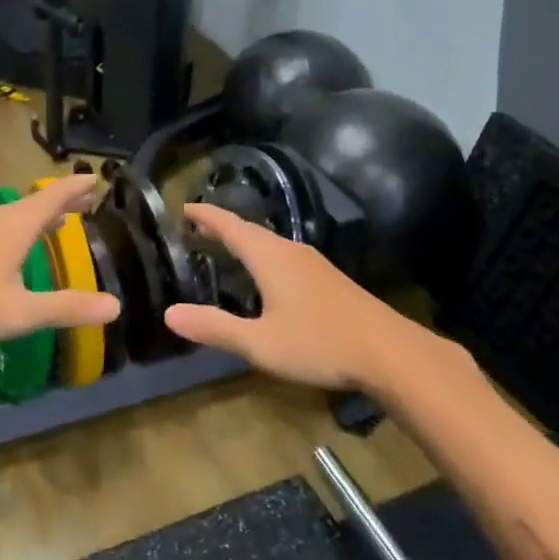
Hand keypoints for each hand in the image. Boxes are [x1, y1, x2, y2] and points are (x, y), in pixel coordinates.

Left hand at [0, 174, 119, 350]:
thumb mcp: (20, 313)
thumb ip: (67, 308)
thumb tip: (115, 306)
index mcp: (16, 226)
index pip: (55, 195)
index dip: (77, 186)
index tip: (96, 178)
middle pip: (35, 201)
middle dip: (63, 201)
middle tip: (87, 201)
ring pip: (15, 213)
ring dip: (39, 214)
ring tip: (57, 221)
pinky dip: (19, 226)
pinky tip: (13, 246)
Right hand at [163, 204, 410, 390]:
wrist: (389, 351)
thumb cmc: (318, 342)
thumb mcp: (259, 343)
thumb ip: (215, 327)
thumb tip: (169, 313)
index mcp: (270, 257)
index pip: (230, 226)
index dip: (206, 216)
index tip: (184, 208)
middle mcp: (291, 251)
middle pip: (250, 231)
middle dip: (222, 228)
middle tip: (196, 229)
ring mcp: (314, 264)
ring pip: (270, 244)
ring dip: (244, 242)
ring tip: (224, 249)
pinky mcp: (328, 279)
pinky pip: (285, 257)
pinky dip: (263, 257)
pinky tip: (265, 278)